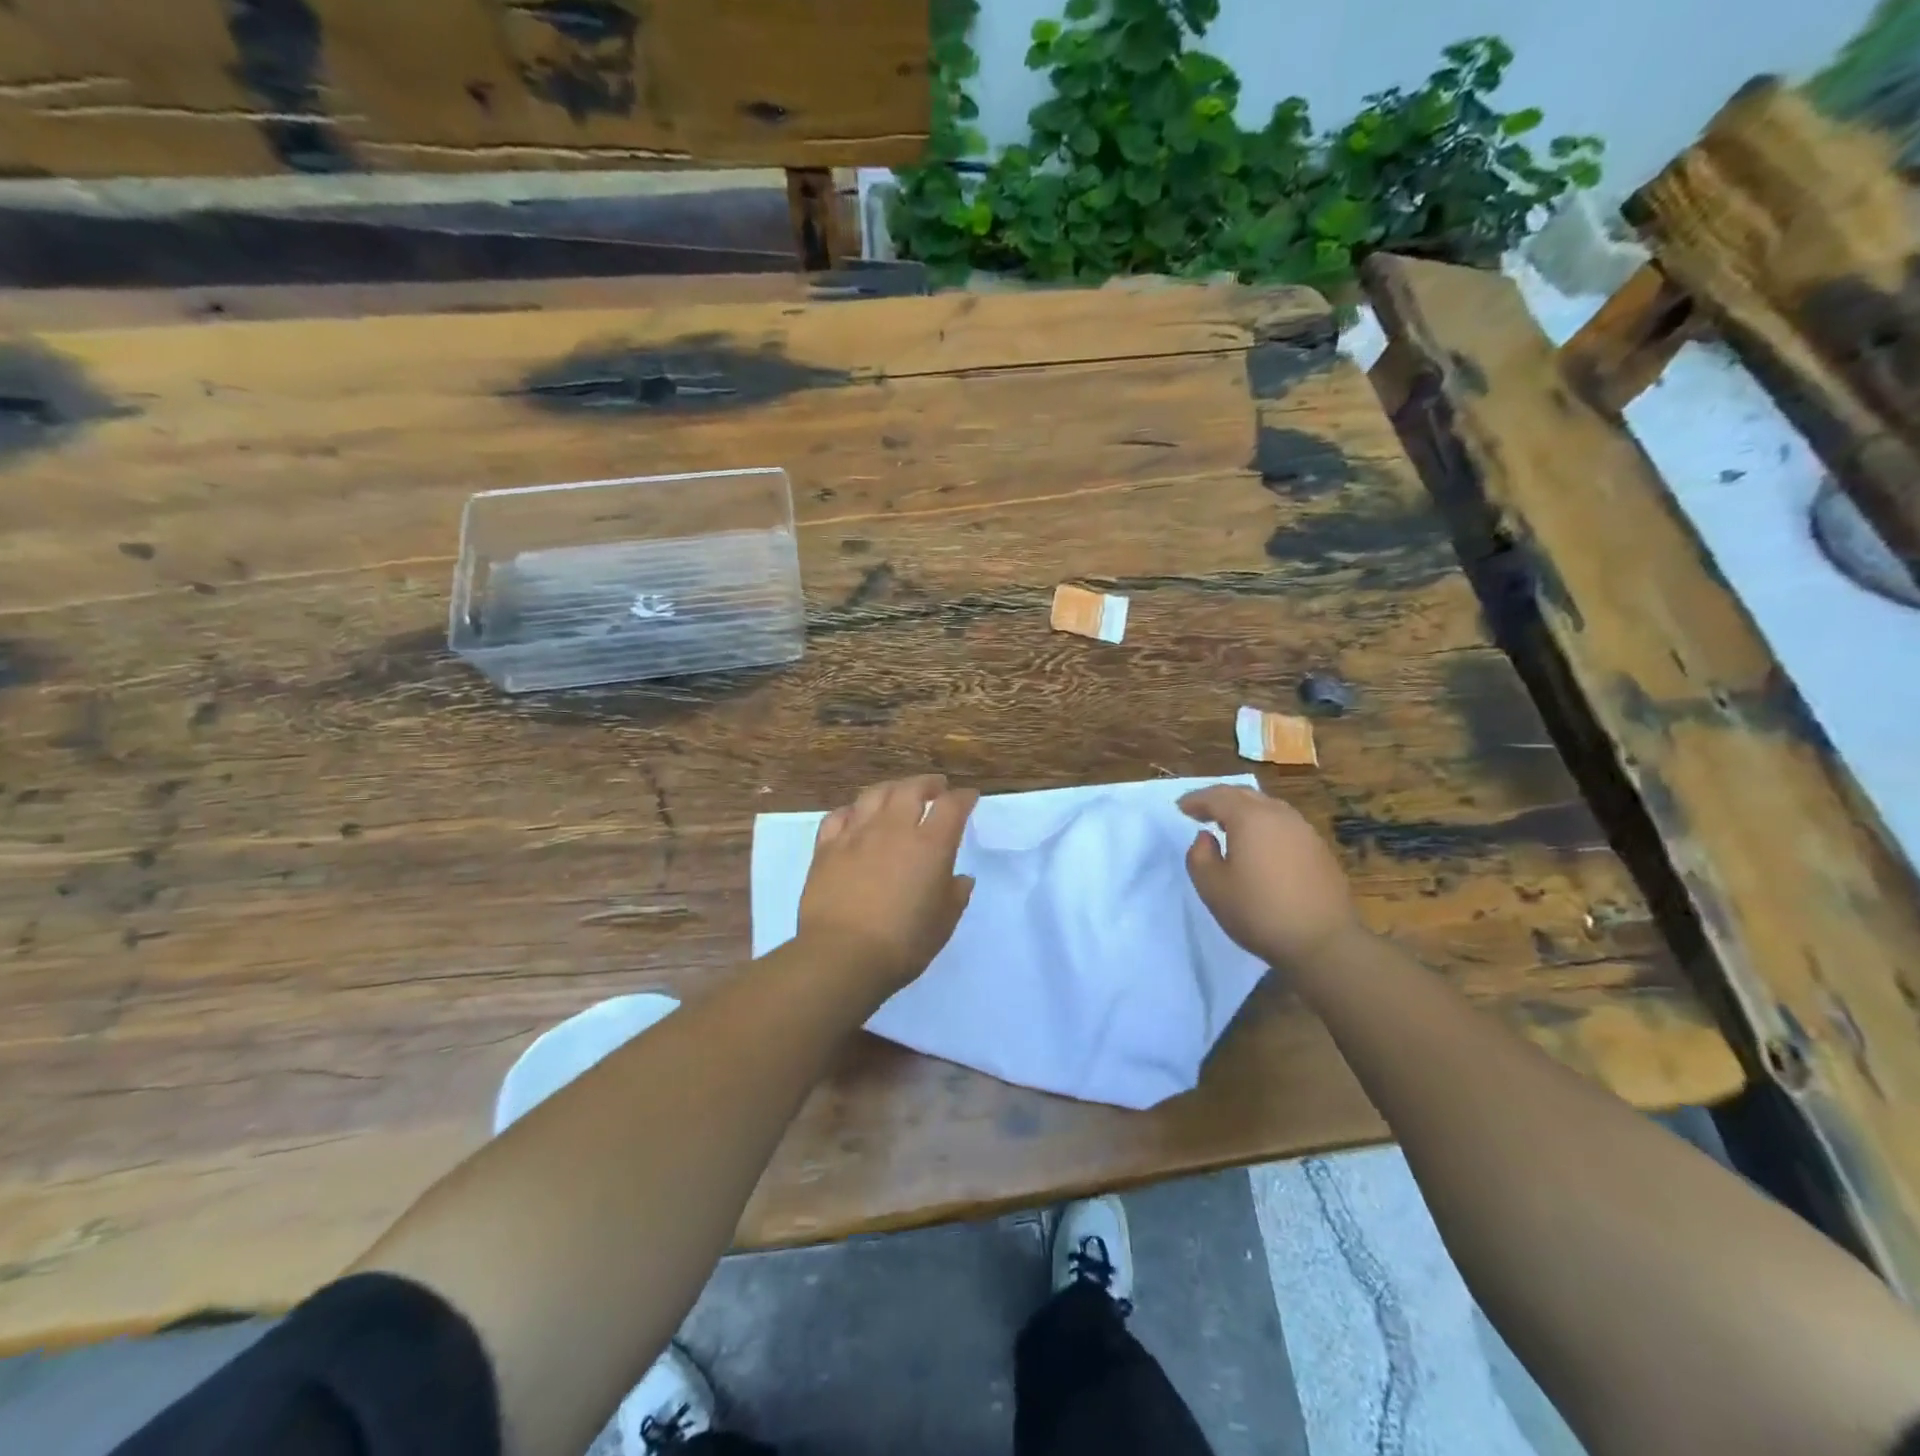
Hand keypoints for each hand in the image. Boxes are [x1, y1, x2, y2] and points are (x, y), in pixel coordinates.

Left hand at [799, 774, 979, 993]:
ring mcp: (856, 834)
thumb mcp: (943, 924)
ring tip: (898, 793)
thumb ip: (955, 895)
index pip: (952, 806)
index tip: (969, 797)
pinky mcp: (826, 847)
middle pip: (911, 789)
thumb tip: (961, 878)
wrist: (842, 955)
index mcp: (930, 845)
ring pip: (875, 794)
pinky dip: (853, 810)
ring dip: (892, 788)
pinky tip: (856, 816)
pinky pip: (840, 815)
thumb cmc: (903, 943)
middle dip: (927, 784)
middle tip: (935, 787)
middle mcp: (893, 829)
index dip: (964, 797)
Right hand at [1179, 784, 1360, 967]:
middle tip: (1201, 811)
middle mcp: (1279, 815)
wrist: (1323, 941)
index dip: (1196, 799)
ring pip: (1268, 807)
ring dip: (1244, 810)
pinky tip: (1260, 845)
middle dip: (1220, 799)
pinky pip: (1284, 824)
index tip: (1180, 807)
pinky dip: (1265, 825)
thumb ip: (1199, 855)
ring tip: (1229, 825)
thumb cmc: (1259, 912)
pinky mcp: (1319, 849)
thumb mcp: (1212, 887)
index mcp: (1250, 818)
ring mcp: (1304, 830)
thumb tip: (1206, 837)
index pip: (1217, 796)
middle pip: (1245, 795)